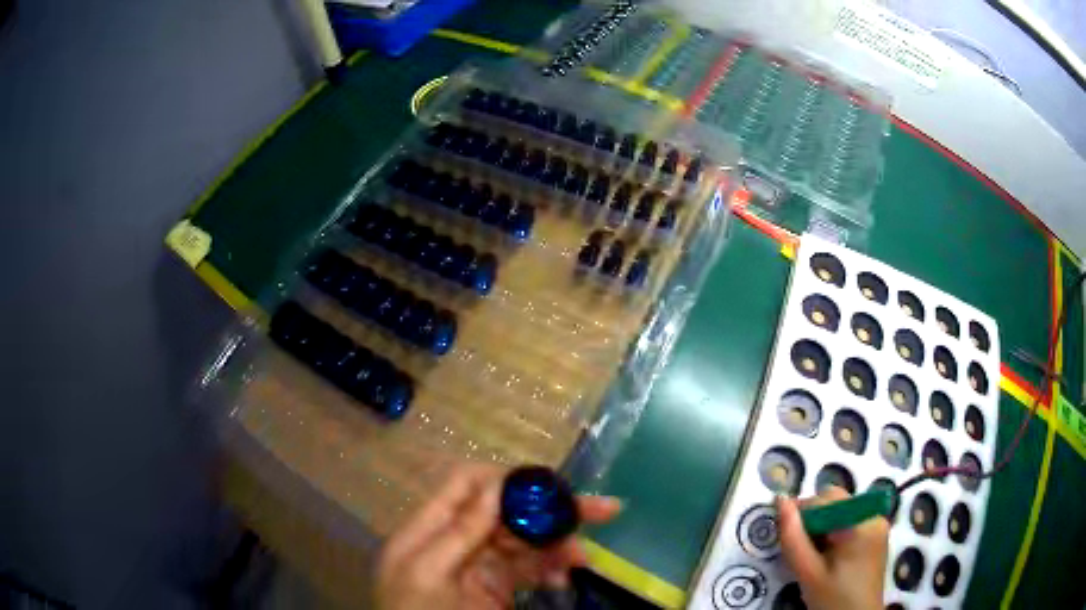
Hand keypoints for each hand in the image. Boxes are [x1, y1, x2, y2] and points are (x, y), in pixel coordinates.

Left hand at [375, 463, 621, 609]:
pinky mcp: (498, 589)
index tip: (548, 487)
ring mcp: (479, 567)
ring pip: (524, 541)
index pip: (466, 485)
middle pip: (505, 512)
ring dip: (557, 545)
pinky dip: (551, 570)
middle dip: (548, 510)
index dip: (506, 480)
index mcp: (429, 529)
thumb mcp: (426, 574)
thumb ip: (457, 533)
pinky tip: (563, 579)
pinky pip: (530, 570)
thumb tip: (496, 487)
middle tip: (602, 510)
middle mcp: (456, 541)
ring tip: (581, 558)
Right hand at [776, 486, 888, 609]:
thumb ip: (792, 538)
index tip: (785, 535)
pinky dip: (834, 534)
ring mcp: (878, 524)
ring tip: (812, 556)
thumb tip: (780, 500)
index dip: (802, 512)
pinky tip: (827, 557)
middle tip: (798, 550)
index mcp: (861, 523)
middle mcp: (874, 515)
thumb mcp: (808, 573)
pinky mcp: (877, 535)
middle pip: (836, 502)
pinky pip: (850, 522)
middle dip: (813, 520)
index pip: (827, 498)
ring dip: (822, 528)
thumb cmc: (833, 600)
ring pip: (841, 512)